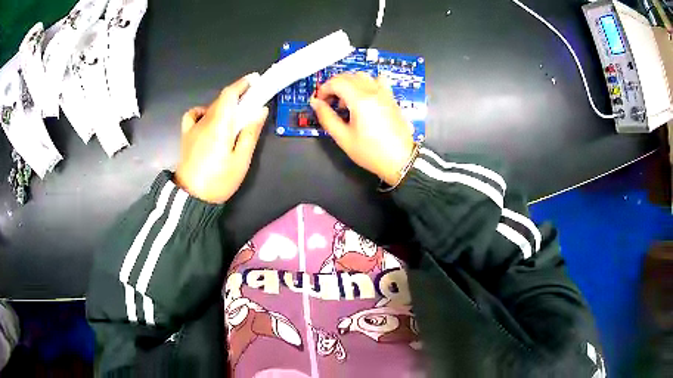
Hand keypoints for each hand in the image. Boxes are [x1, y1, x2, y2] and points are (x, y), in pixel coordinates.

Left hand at [174, 73, 268, 203]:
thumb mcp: (241, 160)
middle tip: (252, 102)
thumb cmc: (219, 180)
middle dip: (238, 96)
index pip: (229, 94)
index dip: (242, 84)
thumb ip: (250, 133)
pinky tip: (208, 118)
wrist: (192, 197)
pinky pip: (192, 115)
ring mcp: (193, 127)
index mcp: (220, 125)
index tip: (255, 80)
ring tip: (234, 117)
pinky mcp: (186, 135)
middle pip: (222, 100)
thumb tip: (260, 110)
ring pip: (211, 107)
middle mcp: (205, 121)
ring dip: (225, 106)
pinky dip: (202, 111)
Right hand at [310, 72, 413, 185]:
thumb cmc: (371, 152)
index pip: (336, 82)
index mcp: (360, 100)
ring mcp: (384, 93)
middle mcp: (373, 91)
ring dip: (349, 83)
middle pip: (348, 76)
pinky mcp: (391, 98)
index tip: (319, 101)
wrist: (401, 160)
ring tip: (346, 102)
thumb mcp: (343, 138)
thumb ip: (327, 117)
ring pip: (362, 76)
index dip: (324, 89)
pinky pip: (377, 81)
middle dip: (334, 86)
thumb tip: (316, 103)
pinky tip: (364, 97)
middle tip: (329, 102)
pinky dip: (366, 84)